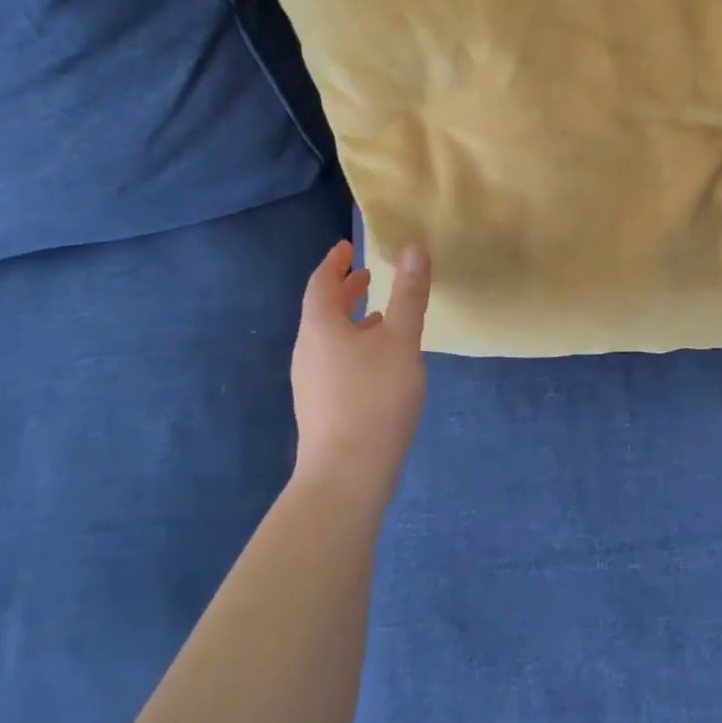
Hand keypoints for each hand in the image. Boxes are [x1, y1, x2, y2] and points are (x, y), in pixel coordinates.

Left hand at [290, 241, 430, 496]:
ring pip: (329, 338)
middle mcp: (307, 350)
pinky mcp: (320, 406)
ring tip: (381, 316)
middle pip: (322, 310)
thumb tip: (414, 250)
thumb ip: (409, 296)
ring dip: (352, 320)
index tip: (349, 247)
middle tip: (369, 276)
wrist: (346, 474)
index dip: (335, 263)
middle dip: (345, 290)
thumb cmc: (374, 398)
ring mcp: (310, 381)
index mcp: (320, 327)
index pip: (321, 283)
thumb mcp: (401, 341)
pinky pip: (334, 360)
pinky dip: (354, 345)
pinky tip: (379, 362)